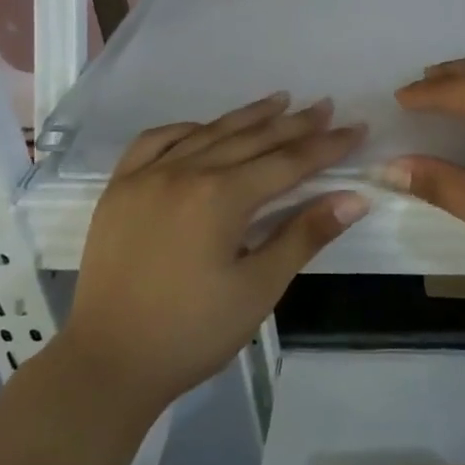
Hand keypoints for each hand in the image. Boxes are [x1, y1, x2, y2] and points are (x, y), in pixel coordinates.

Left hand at [59, 94, 367, 413]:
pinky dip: (186, 129)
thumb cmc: (192, 333)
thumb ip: (305, 236)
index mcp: (221, 197)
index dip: (325, 146)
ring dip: (247, 117)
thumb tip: (354, 198)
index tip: (355, 128)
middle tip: (325, 106)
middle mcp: (184, 172)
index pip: (287, 162)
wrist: (108, 363)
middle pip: (251, 140)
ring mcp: (146, 176)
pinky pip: (155, 142)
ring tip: (280, 101)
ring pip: (208, 133)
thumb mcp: (258, 289)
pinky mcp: (119, 189)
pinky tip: (203, 128)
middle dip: (294, 124)